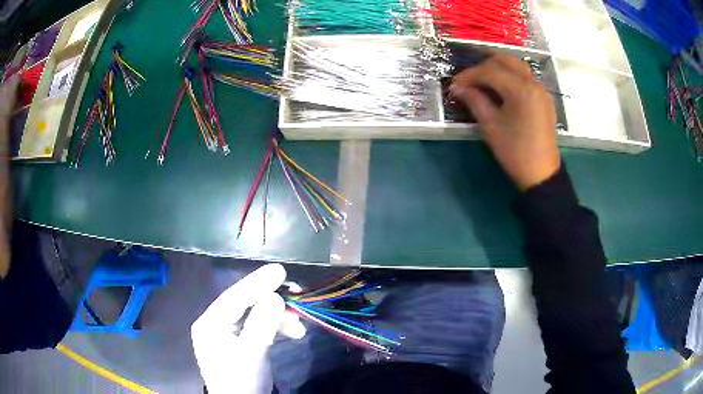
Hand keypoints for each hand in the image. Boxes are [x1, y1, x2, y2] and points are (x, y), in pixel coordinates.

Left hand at [191, 264, 305, 393]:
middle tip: (295, 292)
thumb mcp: (251, 354)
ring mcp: (229, 335)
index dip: (257, 282)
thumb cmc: (241, 381)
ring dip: (278, 317)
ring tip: (300, 323)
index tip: (280, 271)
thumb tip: (275, 296)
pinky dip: (276, 328)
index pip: (234, 297)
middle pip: (245, 305)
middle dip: (271, 300)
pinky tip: (293, 332)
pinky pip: (259, 329)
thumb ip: (262, 324)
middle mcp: (217, 325)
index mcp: (210, 324)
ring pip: (255, 317)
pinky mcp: (242, 344)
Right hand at [450, 54, 559, 190]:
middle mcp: (533, 83)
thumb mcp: (491, 126)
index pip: (489, 70)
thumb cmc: (515, 152)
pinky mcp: (544, 98)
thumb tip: (457, 87)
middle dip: (484, 66)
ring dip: (498, 68)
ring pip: (516, 66)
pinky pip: (525, 78)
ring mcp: (541, 90)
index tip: (455, 85)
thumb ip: (474, 101)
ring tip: (483, 82)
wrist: (541, 174)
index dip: (469, 75)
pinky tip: (501, 90)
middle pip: (505, 60)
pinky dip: (510, 77)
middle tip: (469, 81)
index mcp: (520, 89)